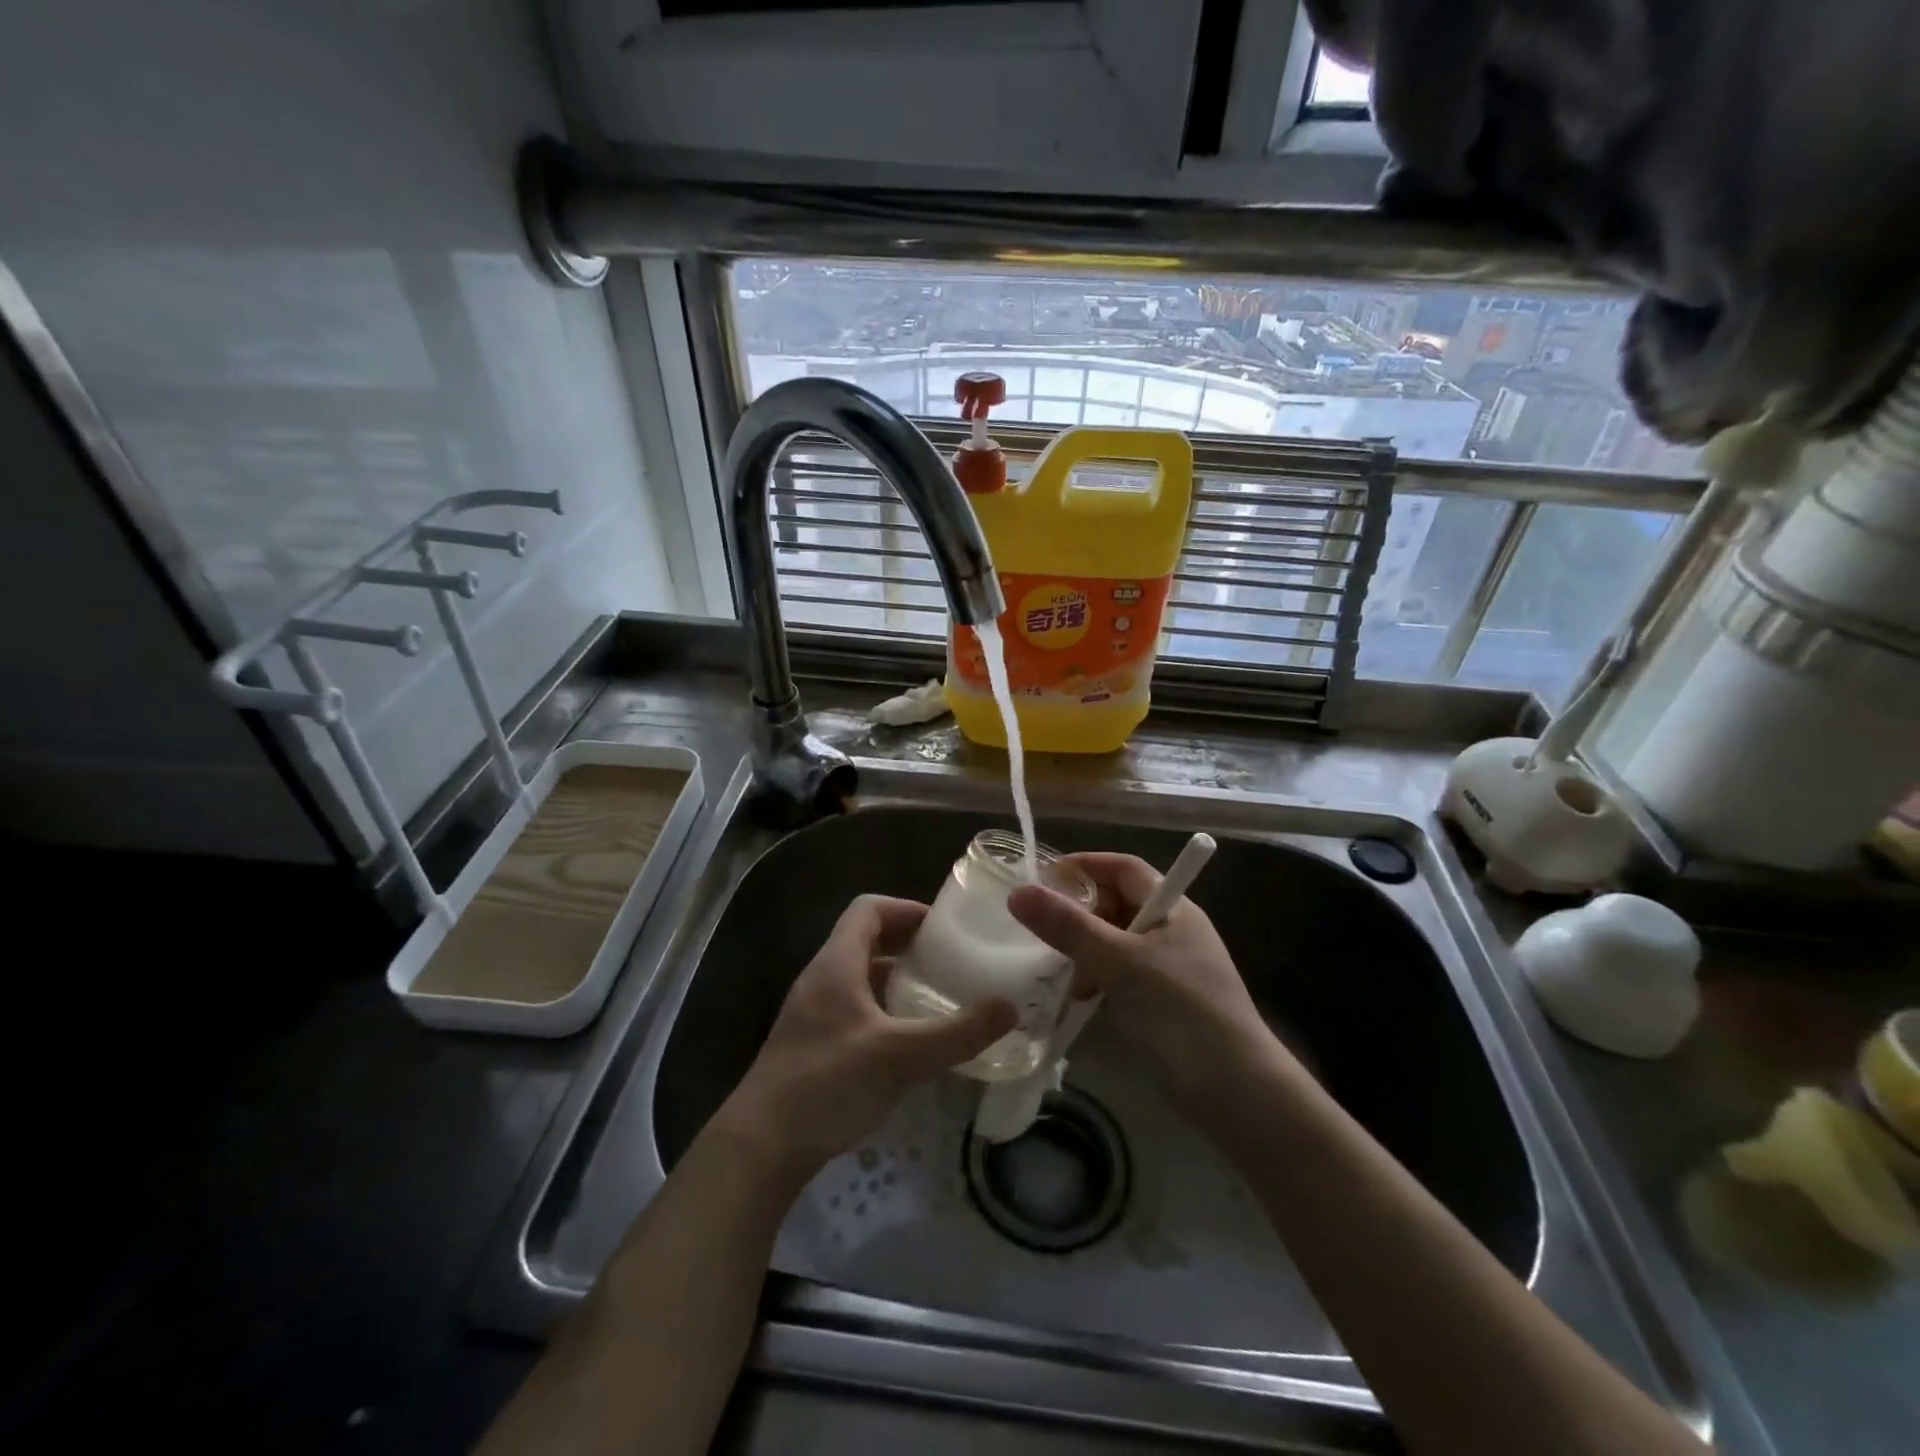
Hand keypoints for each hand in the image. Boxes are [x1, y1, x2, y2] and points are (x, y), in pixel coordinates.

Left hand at [712, 895, 1015, 1186]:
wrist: (760, 1148)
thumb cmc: (828, 1085)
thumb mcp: (900, 1057)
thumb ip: (957, 1033)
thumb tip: (1010, 1008)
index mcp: (836, 964)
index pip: (869, 909)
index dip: (907, 909)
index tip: (945, 929)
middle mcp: (823, 978)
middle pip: (867, 939)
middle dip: (910, 944)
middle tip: (952, 961)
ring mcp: (814, 1012)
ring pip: (862, 976)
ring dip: (899, 979)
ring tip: (939, 997)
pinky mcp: (814, 1044)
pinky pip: (856, 1008)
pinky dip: (885, 1009)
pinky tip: (910, 1041)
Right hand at [1009, 853, 1281, 1119]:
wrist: (1237, 1095)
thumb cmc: (1182, 1013)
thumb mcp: (1122, 964)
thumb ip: (1070, 927)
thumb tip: (1018, 892)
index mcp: (1172, 909)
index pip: (1123, 868)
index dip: (1085, 866)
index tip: (1042, 877)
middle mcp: (1169, 932)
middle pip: (1115, 905)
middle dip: (1077, 914)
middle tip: (1039, 929)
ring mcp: (1165, 970)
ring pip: (1111, 944)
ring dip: (1081, 953)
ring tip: (1054, 973)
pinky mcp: (1158, 1005)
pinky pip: (1115, 978)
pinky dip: (1092, 982)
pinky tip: (1072, 1001)